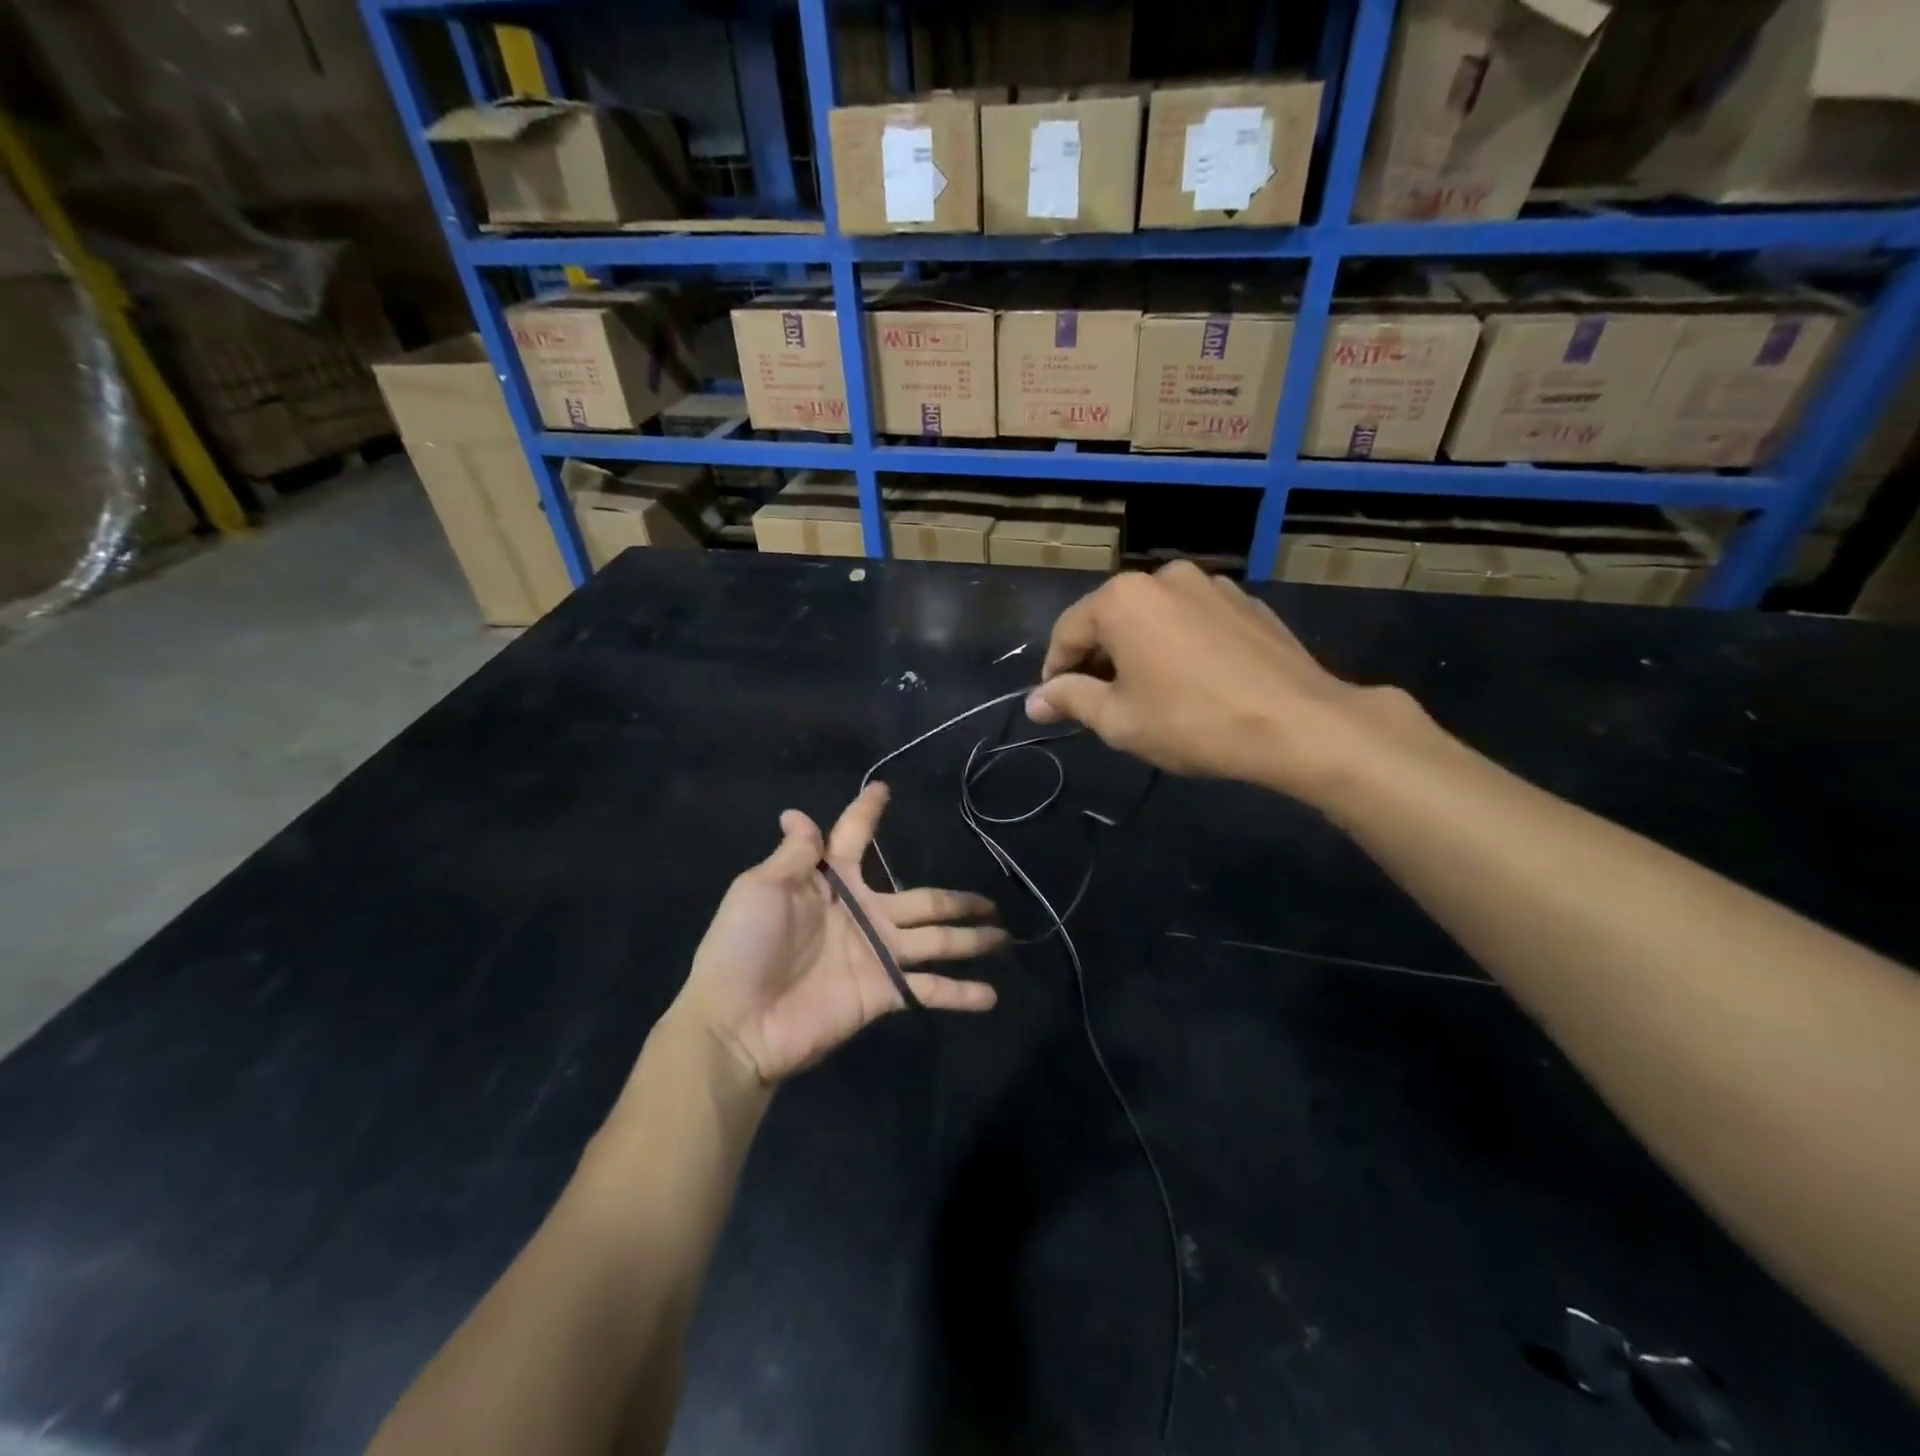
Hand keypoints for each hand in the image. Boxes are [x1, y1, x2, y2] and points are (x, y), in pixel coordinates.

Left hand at [672, 784, 1008, 1085]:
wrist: (736, 1021)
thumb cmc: (743, 946)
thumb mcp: (761, 888)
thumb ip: (794, 855)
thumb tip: (796, 813)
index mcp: (831, 883)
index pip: (854, 838)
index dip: (868, 813)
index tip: (884, 789)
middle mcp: (863, 914)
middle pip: (922, 899)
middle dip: (957, 899)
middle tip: (991, 898)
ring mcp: (877, 954)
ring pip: (937, 940)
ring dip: (971, 940)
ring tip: (1004, 936)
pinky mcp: (882, 993)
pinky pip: (928, 989)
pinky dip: (960, 994)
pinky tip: (992, 995)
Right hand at [1025, 561, 1423, 802]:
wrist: (1297, 723)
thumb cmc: (1192, 721)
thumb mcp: (1119, 721)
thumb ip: (1071, 700)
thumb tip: (1035, 701)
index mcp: (1123, 598)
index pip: (1067, 631)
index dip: (1056, 671)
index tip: (1057, 704)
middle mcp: (1163, 577)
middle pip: (1110, 619)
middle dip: (1098, 659)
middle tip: (1102, 704)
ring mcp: (1210, 584)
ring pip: (1153, 618)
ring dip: (1139, 650)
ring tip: (1150, 693)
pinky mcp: (1245, 601)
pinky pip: (1192, 620)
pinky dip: (1179, 644)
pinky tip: (1194, 681)